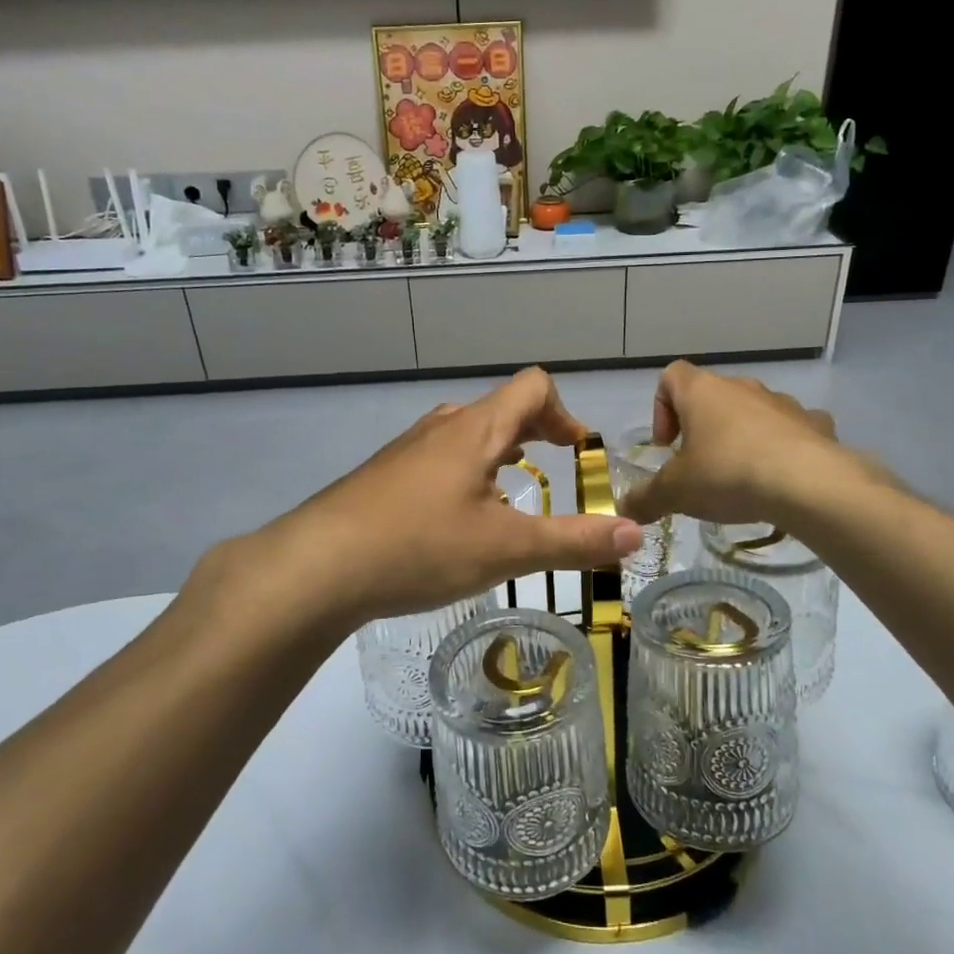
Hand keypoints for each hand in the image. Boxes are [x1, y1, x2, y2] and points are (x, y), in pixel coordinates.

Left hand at [212, 369, 642, 629]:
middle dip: (536, 435)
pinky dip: (465, 475)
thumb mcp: (506, 549)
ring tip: (510, 499)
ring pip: (466, 435)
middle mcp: (441, 426)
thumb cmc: (419, 547)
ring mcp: (406, 450)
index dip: (566, 413)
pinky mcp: (383, 476)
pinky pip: (437, 459)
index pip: (533, 387)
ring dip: (499, 456)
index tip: (578, 455)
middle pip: (501, 409)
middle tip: (554, 475)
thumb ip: (573, 541)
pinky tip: (455, 523)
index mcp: (476, 429)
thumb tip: (636, 534)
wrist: (317, 566)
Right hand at [616, 362, 864, 527]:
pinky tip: (781, 480)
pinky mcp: (816, 424)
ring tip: (741, 478)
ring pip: (752, 412)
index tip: (667, 446)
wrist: (809, 485)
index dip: (662, 407)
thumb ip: (646, 498)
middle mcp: (742, 387)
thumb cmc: (728, 475)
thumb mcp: (675, 493)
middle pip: (712, 395)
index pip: (671, 376)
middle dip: (702, 429)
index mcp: (702, 391)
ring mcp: (783, 403)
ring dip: (742, 437)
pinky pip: (791, 429)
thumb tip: (623, 510)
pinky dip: (782, 447)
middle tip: (699, 468)